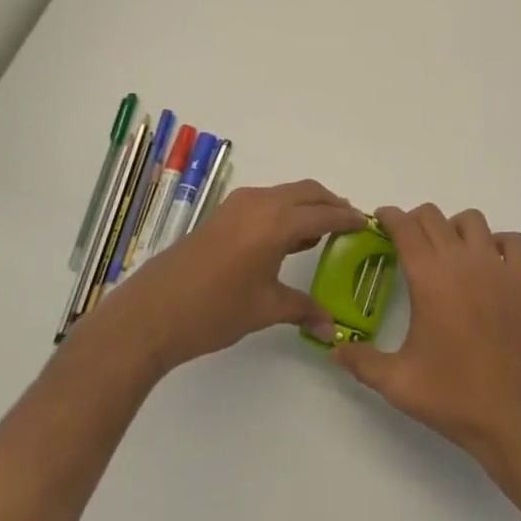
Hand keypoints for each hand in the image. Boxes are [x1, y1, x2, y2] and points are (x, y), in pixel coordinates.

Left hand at [95, 180, 364, 374]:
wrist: (152, 313)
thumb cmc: (214, 311)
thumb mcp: (264, 309)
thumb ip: (303, 310)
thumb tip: (332, 328)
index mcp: (275, 223)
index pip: (324, 214)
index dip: (348, 219)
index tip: (369, 224)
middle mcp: (260, 203)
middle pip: (307, 192)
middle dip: (331, 204)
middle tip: (350, 224)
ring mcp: (238, 205)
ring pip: (285, 194)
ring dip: (307, 205)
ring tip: (322, 231)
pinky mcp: (223, 213)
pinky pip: (267, 200)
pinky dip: (285, 209)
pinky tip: (287, 238)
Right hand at [334, 204, 520, 484]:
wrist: (515, 417)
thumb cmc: (453, 397)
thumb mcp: (397, 383)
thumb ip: (361, 361)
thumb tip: (334, 349)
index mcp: (429, 277)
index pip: (405, 226)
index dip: (389, 217)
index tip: (380, 221)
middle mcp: (462, 260)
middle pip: (434, 216)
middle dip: (415, 221)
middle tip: (406, 243)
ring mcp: (497, 267)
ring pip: (472, 220)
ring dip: (454, 227)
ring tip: (446, 252)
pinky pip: (512, 240)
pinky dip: (498, 242)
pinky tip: (487, 264)